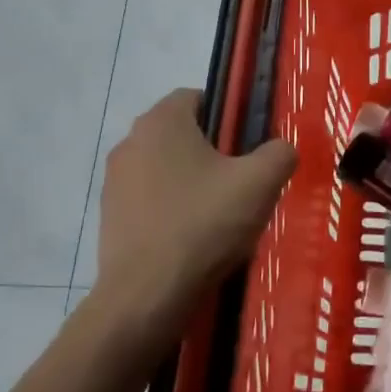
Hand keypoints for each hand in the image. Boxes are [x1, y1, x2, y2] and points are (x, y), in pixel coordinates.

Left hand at [88, 89, 296, 353]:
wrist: (147, 295)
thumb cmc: (204, 224)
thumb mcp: (260, 182)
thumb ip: (279, 153)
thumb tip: (281, 149)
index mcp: (162, 121)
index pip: (197, 97)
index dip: (228, 115)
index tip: (248, 146)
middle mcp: (130, 142)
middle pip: (181, 134)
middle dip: (211, 151)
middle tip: (241, 181)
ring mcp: (114, 181)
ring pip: (165, 168)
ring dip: (190, 182)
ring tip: (220, 215)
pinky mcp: (109, 217)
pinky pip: (150, 200)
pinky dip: (171, 210)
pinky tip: (193, 239)